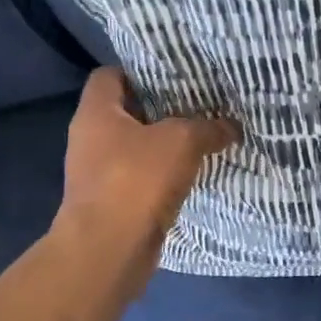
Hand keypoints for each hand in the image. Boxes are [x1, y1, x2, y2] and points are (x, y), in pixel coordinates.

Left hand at [54, 67, 239, 301]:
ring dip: (164, 148)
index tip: (175, 76)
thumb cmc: (137, 181)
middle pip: (126, 113)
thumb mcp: (182, 142)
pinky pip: (139, 180)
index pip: (110, 75)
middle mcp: (89, 139)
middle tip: (198, 107)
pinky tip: (190, 177)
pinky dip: (161, 178)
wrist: (109, 249)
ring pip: (135, 149)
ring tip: (201, 141)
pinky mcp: (110, 204)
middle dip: (161, 111)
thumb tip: (231, 126)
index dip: (141, 71)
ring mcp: (98, 174)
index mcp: (96, 112)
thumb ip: (208, 128)